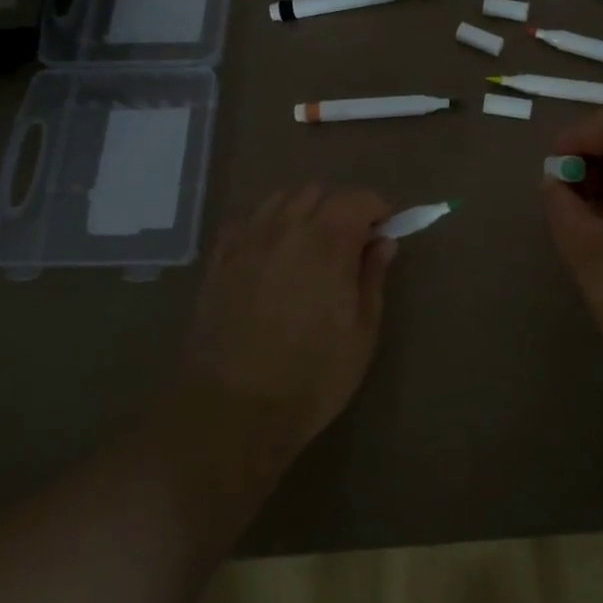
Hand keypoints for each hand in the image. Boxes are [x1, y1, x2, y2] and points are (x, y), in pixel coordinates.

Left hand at [179, 186, 396, 458]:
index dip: (376, 208)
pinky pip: (244, 222)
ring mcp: (247, 242)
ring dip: (301, 212)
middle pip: (317, 192)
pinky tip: (269, 255)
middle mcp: (286, 229)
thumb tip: (384, 242)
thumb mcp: (361, 332)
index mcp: (328, 243)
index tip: (384, 232)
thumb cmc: (312, 377)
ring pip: (279, 200)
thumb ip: (373, 278)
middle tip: (349, 245)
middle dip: (339, 209)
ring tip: (308, 248)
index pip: (357, 198)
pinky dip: (264, 226)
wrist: (233, 411)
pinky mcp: (218, 262)